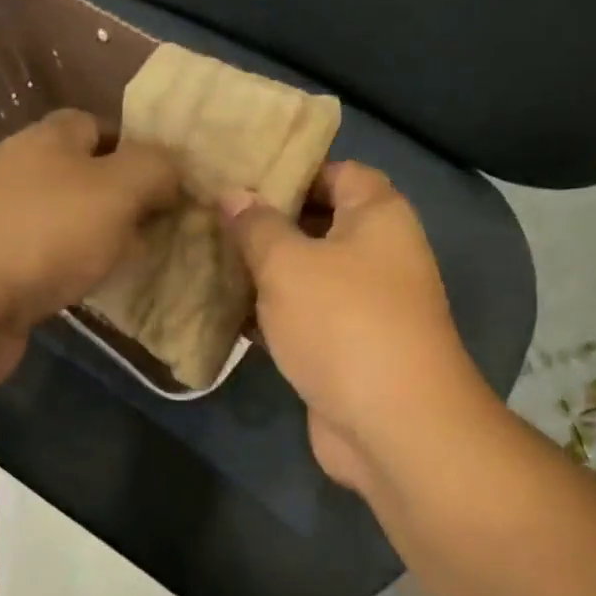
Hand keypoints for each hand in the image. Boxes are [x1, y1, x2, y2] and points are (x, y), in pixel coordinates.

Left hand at [0, 109, 178, 382]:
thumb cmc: (43, 232)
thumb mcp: (117, 190)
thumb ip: (154, 171)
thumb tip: (173, 171)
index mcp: (47, 139)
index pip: (94, 125)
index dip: (133, 147)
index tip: (166, 182)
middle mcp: (16, 169)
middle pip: (76, 173)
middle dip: (116, 197)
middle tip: (155, 228)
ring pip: (58, 218)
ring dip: (91, 236)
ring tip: (125, 262)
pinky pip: (39, 258)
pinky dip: (64, 269)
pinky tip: (81, 290)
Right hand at [219, 162, 490, 492]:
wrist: (391, 424)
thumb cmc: (343, 324)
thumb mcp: (288, 264)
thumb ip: (257, 226)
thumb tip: (234, 194)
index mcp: (379, 216)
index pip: (337, 172)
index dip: (290, 171)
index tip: (237, 177)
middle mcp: (379, 256)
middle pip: (319, 226)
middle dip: (266, 225)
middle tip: (208, 219)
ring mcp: (364, 308)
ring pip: (306, 278)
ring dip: (262, 275)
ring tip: (204, 260)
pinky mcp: (346, 351)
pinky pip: (304, 321)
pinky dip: (270, 317)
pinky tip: (224, 313)